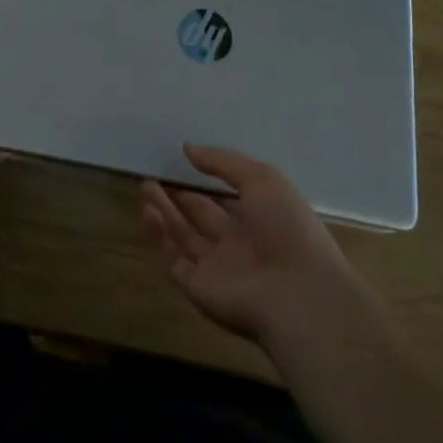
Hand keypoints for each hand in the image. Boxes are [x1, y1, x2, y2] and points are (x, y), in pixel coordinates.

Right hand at [142, 145, 363, 346]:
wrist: (298, 295)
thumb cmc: (287, 228)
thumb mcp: (262, 179)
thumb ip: (223, 162)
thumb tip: (187, 148)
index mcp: (260, 218)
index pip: (225, 197)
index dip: (203, 180)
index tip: (179, 161)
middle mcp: (237, 242)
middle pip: (200, 215)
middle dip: (177, 195)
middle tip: (153, 174)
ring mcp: (217, 267)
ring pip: (184, 235)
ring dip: (164, 211)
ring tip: (145, 186)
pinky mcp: (198, 287)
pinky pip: (174, 258)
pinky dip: (160, 236)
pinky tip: (150, 212)